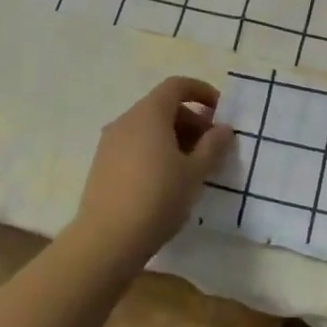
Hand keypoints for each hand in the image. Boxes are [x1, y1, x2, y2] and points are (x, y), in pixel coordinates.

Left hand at [70, 76, 233, 269]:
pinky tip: (167, 181)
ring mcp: (110, 143)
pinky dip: (155, 151)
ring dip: (174, 138)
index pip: (177, 86)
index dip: (201, 92)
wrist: (106, 241)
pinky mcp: (102, 165)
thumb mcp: (195, 172)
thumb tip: (223, 128)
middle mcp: (126, 120)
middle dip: (192, 120)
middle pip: (163, 107)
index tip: (220, 112)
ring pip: (148, 128)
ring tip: (192, 167)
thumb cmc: (157, 198)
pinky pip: (135, 145)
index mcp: (149, 114)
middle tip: (212, 147)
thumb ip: (213, 146)